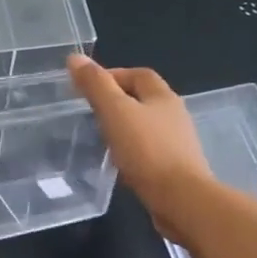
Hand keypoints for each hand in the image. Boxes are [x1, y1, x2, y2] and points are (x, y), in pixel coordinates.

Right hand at [68, 56, 211, 243]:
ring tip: (100, 138)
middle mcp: (174, 116)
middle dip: (118, 102)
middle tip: (90, 112)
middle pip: (144, 100)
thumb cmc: (147, 150)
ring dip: (125, 128)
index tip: (88, 86)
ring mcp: (177, 144)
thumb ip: (96, 86)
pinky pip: (149, 152)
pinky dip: (132, 152)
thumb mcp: (115, 112)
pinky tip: (118, 164)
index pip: (138, 75)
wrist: (181, 199)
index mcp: (162, 97)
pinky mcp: (175, 169)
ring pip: (146, 127)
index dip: (114, 75)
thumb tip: (75, 58)